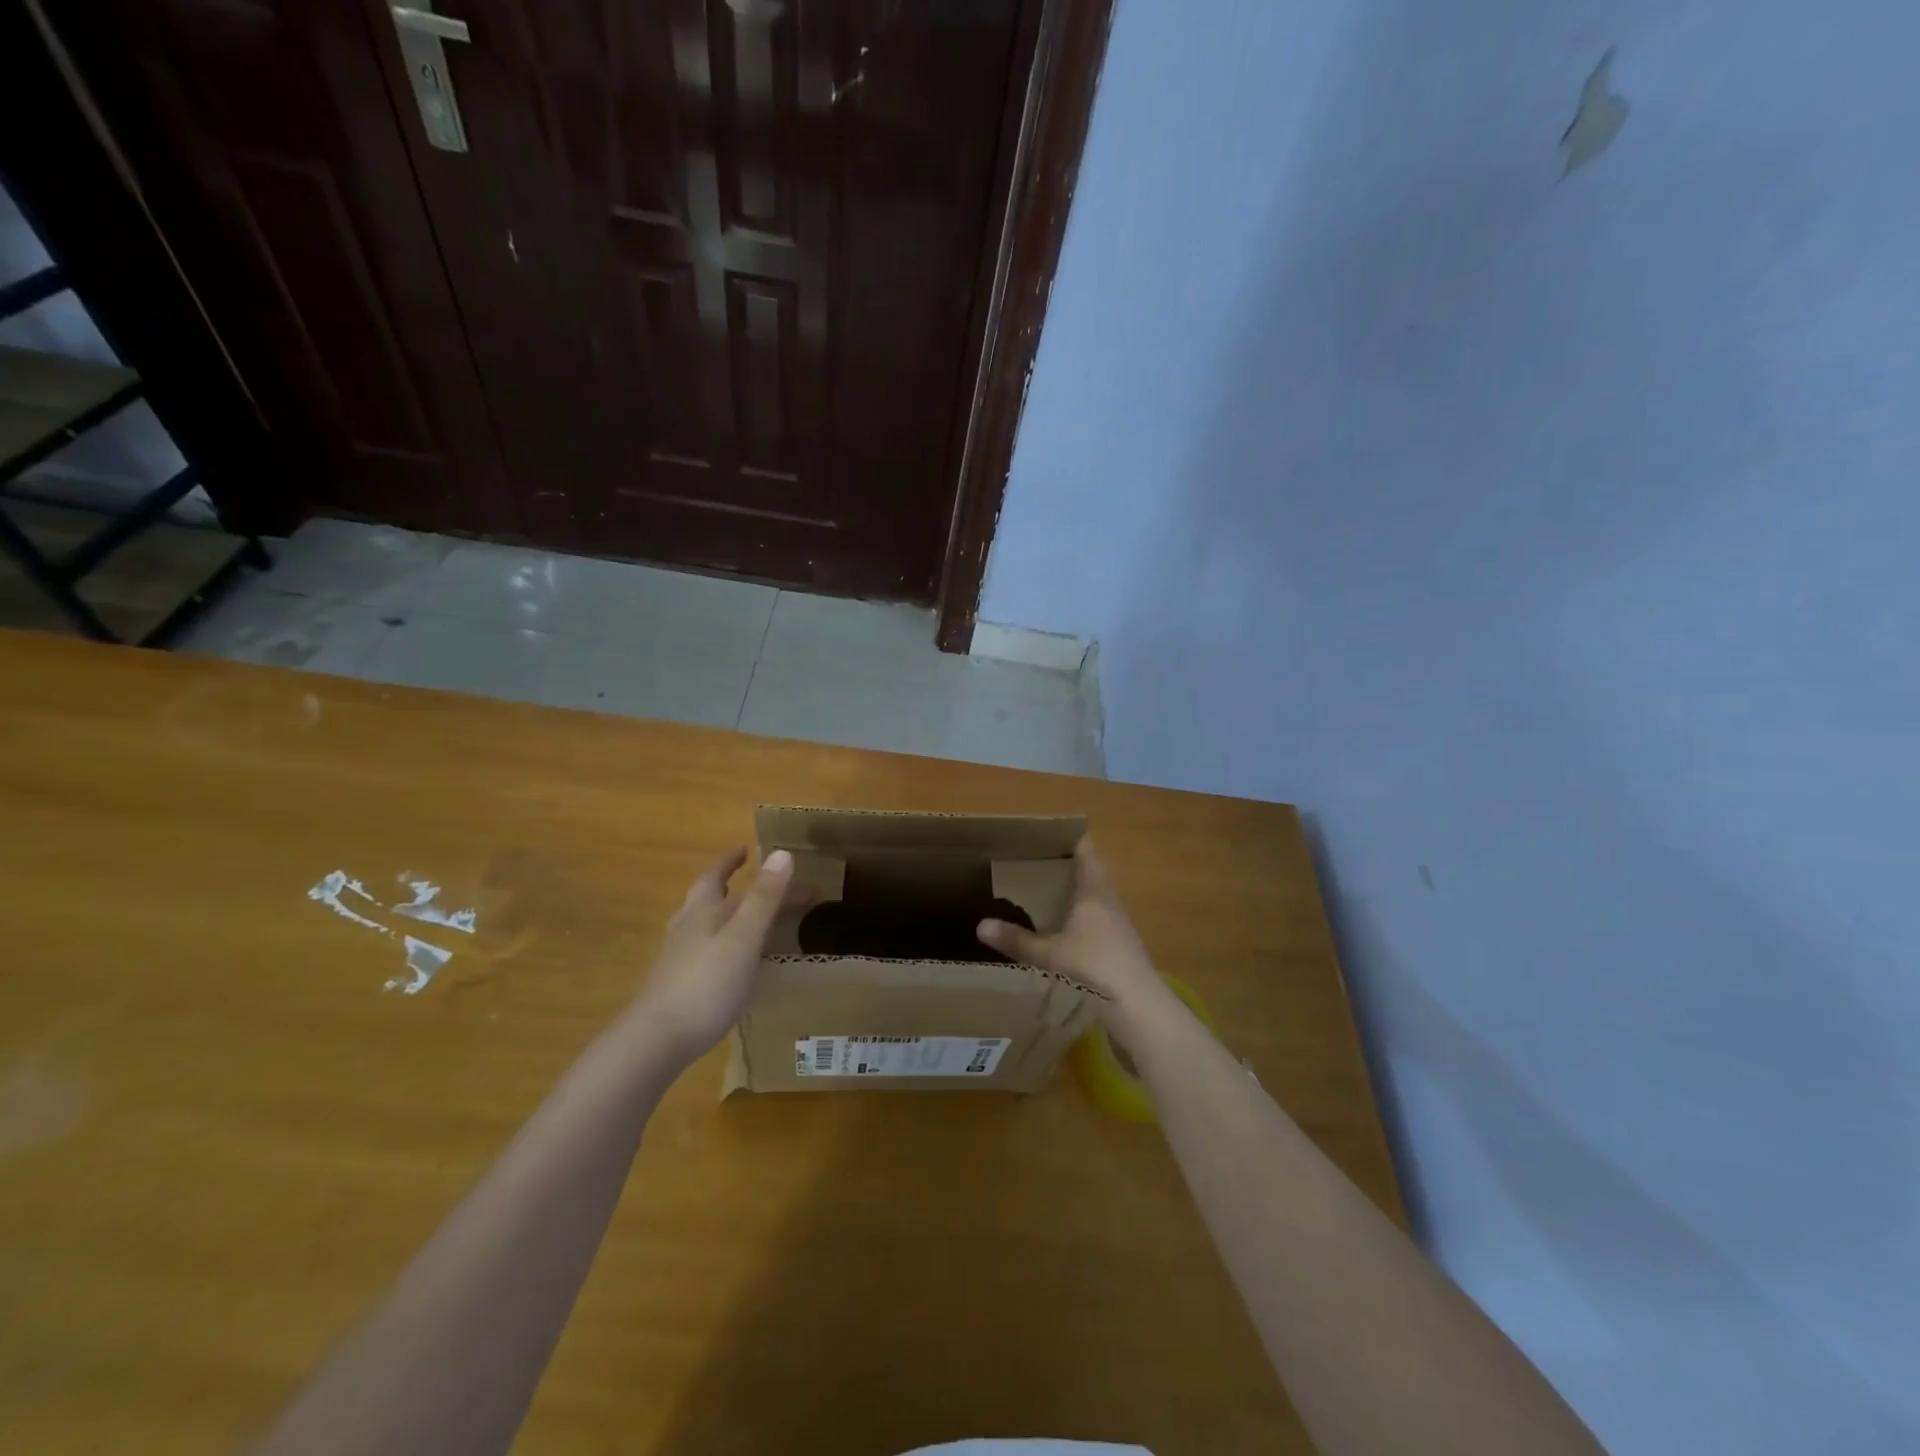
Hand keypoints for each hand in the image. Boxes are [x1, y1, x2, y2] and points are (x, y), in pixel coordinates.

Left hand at [633, 848, 795, 1063]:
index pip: (715, 876)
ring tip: (746, 916)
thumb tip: (782, 852)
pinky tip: (732, 961)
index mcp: (703, 912)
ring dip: (726, 914)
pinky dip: (723, 943)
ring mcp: (679, 959)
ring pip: (704, 925)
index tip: (745, 848)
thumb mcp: (743, 937)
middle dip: (732, 886)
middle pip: (709, 898)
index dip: (730, 861)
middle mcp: (687, 929)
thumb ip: (764, 898)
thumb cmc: (705, 984)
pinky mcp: (678, 986)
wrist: (655, 1042)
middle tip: (757, 880)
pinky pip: (705, 951)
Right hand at [975, 840, 1169, 1016]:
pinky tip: (1071, 933)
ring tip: (1051, 897)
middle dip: (1070, 869)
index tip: (1050, 836)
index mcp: (1093, 893)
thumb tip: (980, 926)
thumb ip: (1016, 941)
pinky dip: (1086, 919)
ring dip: (1079, 895)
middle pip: (1093, 875)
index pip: (1086, 853)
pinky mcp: (1125, 948)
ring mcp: (1121, 926)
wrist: (1139, 1007)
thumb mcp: (1049, 955)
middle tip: (1040, 866)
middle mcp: (1110, 902)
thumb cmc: (1093, 968)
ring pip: (1098, 899)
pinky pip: (1102, 921)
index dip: (1071, 841)